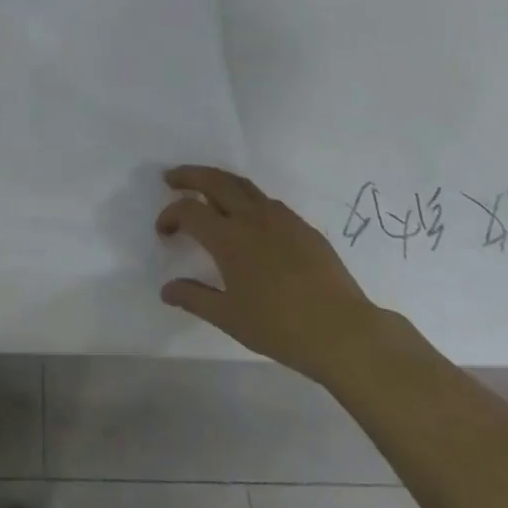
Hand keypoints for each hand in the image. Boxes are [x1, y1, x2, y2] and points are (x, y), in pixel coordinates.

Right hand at [156, 165, 380, 382]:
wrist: (344, 332)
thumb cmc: (281, 327)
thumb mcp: (230, 318)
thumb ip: (195, 298)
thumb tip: (167, 289)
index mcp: (229, 237)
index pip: (189, 211)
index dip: (170, 215)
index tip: (163, 230)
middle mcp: (251, 217)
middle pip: (214, 180)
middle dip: (189, 175)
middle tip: (172, 179)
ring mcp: (280, 217)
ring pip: (242, 184)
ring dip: (218, 180)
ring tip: (205, 189)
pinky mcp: (302, 226)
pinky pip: (266, 201)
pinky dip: (246, 198)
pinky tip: (247, 218)